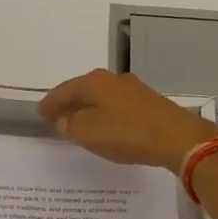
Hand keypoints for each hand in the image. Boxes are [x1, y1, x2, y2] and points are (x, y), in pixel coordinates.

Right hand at [38, 68, 217, 171]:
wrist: (177, 138)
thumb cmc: (126, 133)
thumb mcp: (88, 133)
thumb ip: (71, 125)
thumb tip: (66, 119)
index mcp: (94, 82)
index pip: (63, 91)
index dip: (50, 103)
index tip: (40, 113)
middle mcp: (113, 80)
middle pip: (83, 90)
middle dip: (69, 103)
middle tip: (57, 117)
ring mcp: (134, 90)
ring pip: (102, 98)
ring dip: (89, 109)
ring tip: (79, 123)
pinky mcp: (150, 104)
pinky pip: (117, 107)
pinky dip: (106, 115)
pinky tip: (106, 126)